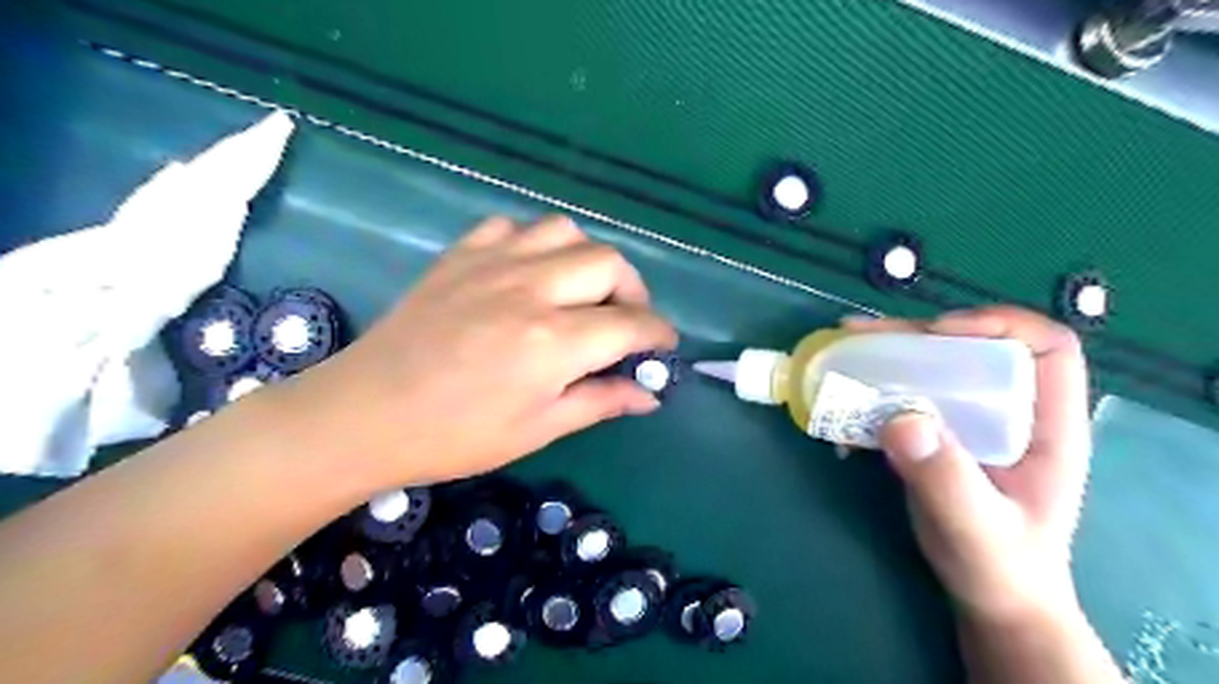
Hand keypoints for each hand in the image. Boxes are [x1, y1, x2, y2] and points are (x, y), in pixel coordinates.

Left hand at [284, 215, 676, 485]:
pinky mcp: (461, 254)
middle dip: (632, 291)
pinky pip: (513, 227)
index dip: (658, 333)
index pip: (631, 323)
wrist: (367, 414)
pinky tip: (528, 273)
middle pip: (609, 263)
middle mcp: (531, 289)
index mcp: (554, 341)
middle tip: (624, 321)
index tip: (663, 346)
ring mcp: (493, 263)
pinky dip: (535, 244)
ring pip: (566, 231)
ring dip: (586, 260)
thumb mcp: (538, 429)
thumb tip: (648, 394)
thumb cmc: (456, 435)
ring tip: (580, 291)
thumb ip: (599, 401)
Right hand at [844, 307, 1089, 623]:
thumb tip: (900, 418)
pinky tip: (840, 407)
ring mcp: (968, 420)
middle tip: (860, 336)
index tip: (939, 335)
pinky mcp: (935, 432)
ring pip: (930, 367)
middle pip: (971, 348)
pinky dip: (868, 392)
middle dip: (915, 335)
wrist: (988, 593)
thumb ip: (945, 479)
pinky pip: (902, 396)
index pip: (1045, 348)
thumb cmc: (1000, 565)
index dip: (998, 326)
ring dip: (884, 357)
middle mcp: (1009, 410)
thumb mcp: (976, 529)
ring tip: (840, 352)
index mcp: (1046, 426)